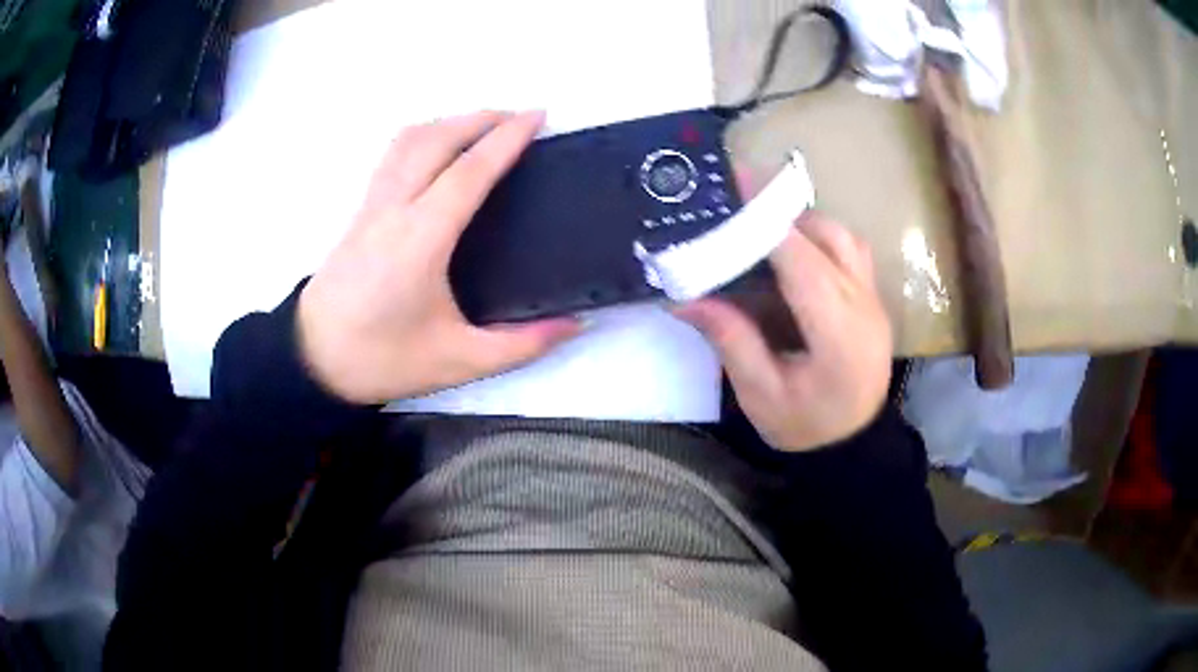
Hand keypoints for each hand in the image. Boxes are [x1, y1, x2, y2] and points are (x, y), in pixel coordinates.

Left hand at [297, 111, 580, 403]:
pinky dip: (424, 136)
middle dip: (482, 118)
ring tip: (484, 125)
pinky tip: (438, 149)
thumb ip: (522, 344)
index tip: (538, 117)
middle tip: (520, 117)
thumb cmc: (382, 359)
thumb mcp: (460, 362)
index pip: (469, 171)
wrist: (312, 361)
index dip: (506, 139)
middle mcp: (394, 208)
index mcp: (421, 239)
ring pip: (409, 140)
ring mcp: (372, 204)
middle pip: (438, 139)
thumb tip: (576, 323)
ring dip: (450, 122)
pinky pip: (393, 154)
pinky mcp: (360, 210)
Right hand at [676, 212, 892, 450]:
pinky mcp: (874, 300)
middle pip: (828, 237)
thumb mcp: (761, 395)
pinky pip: (850, 251)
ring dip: (804, 223)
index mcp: (838, 336)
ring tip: (763, 227)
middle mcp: (864, 307)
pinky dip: (819, 237)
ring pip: (844, 237)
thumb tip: (686, 297)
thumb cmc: (806, 428)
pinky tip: (793, 249)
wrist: (853, 446)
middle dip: (781, 213)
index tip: (735, 190)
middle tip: (738, 204)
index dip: (769, 224)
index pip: (804, 263)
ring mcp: (874, 301)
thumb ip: (731, 340)